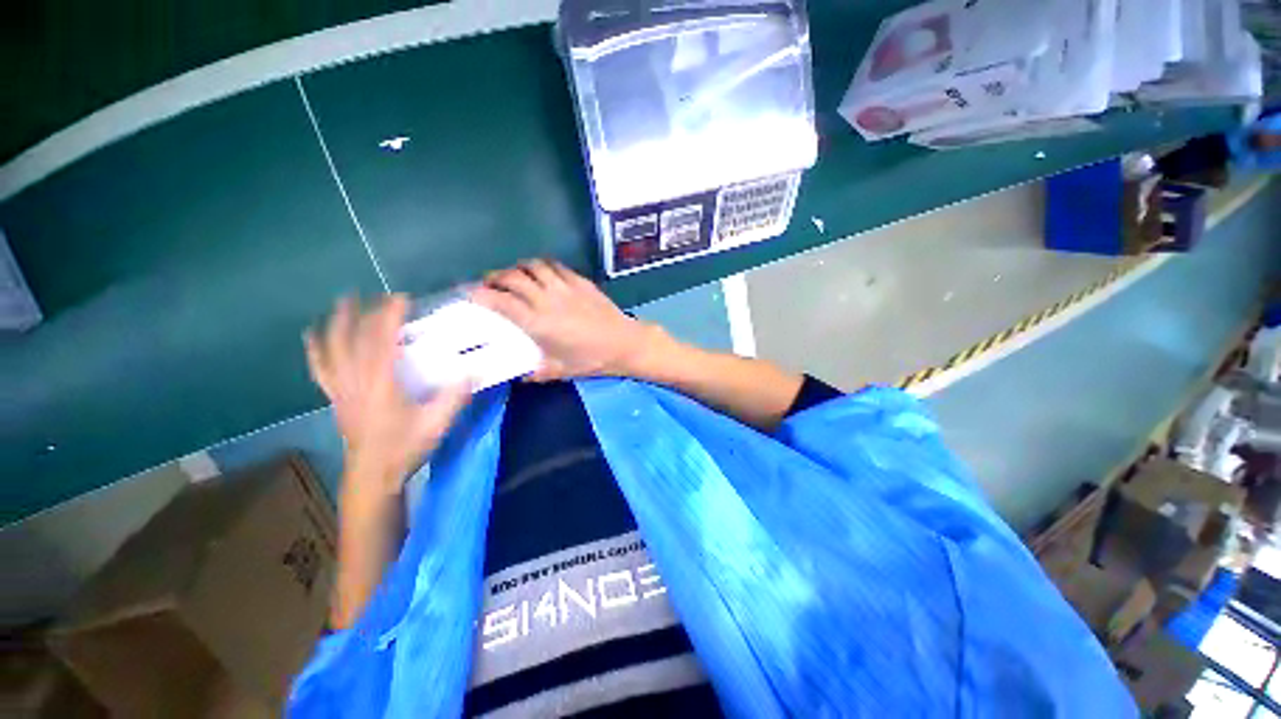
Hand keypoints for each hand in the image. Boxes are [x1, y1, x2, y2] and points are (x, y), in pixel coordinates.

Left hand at [304, 295, 469, 495]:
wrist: (373, 475)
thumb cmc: (405, 447)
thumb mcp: (437, 423)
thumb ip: (455, 396)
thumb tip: (474, 371)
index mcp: (381, 383)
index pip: (382, 341)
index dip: (390, 316)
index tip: (402, 299)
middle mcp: (356, 380)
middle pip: (354, 339)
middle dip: (365, 314)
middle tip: (377, 296)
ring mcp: (342, 389)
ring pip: (333, 349)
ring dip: (337, 324)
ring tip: (342, 303)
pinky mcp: (336, 397)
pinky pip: (321, 368)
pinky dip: (316, 349)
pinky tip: (312, 336)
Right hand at [471, 260, 663, 380]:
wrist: (624, 343)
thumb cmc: (592, 359)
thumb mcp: (560, 371)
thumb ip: (536, 372)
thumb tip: (520, 375)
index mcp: (538, 322)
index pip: (500, 302)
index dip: (480, 294)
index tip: (469, 293)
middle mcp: (547, 299)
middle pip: (512, 277)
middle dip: (495, 277)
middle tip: (490, 284)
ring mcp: (564, 286)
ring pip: (533, 266)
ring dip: (518, 268)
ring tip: (515, 276)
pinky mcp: (580, 281)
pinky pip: (555, 266)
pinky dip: (542, 266)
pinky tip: (542, 273)